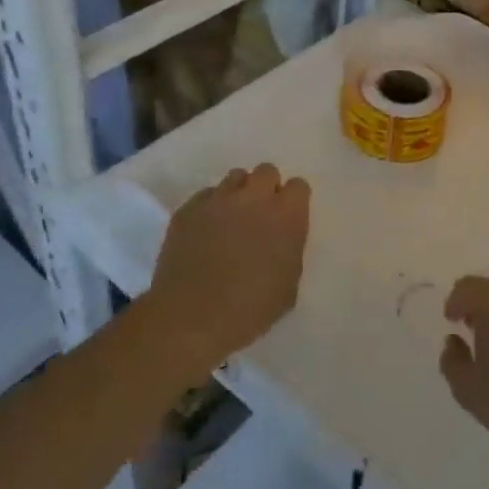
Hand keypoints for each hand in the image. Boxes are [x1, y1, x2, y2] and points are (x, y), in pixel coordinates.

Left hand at [149, 164, 310, 373]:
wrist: (191, 317)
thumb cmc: (249, 310)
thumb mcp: (288, 289)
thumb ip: (290, 253)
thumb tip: (282, 243)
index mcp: (287, 216)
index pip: (299, 186)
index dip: (293, 201)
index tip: (288, 218)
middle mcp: (255, 198)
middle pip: (266, 171)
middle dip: (266, 188)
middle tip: (260, 215)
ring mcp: (218, 199)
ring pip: (235, 177)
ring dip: (239, 193)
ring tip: (231, 219)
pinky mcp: (188, 209)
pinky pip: (206, 195)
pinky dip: (210, 207)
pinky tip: (205, 231)